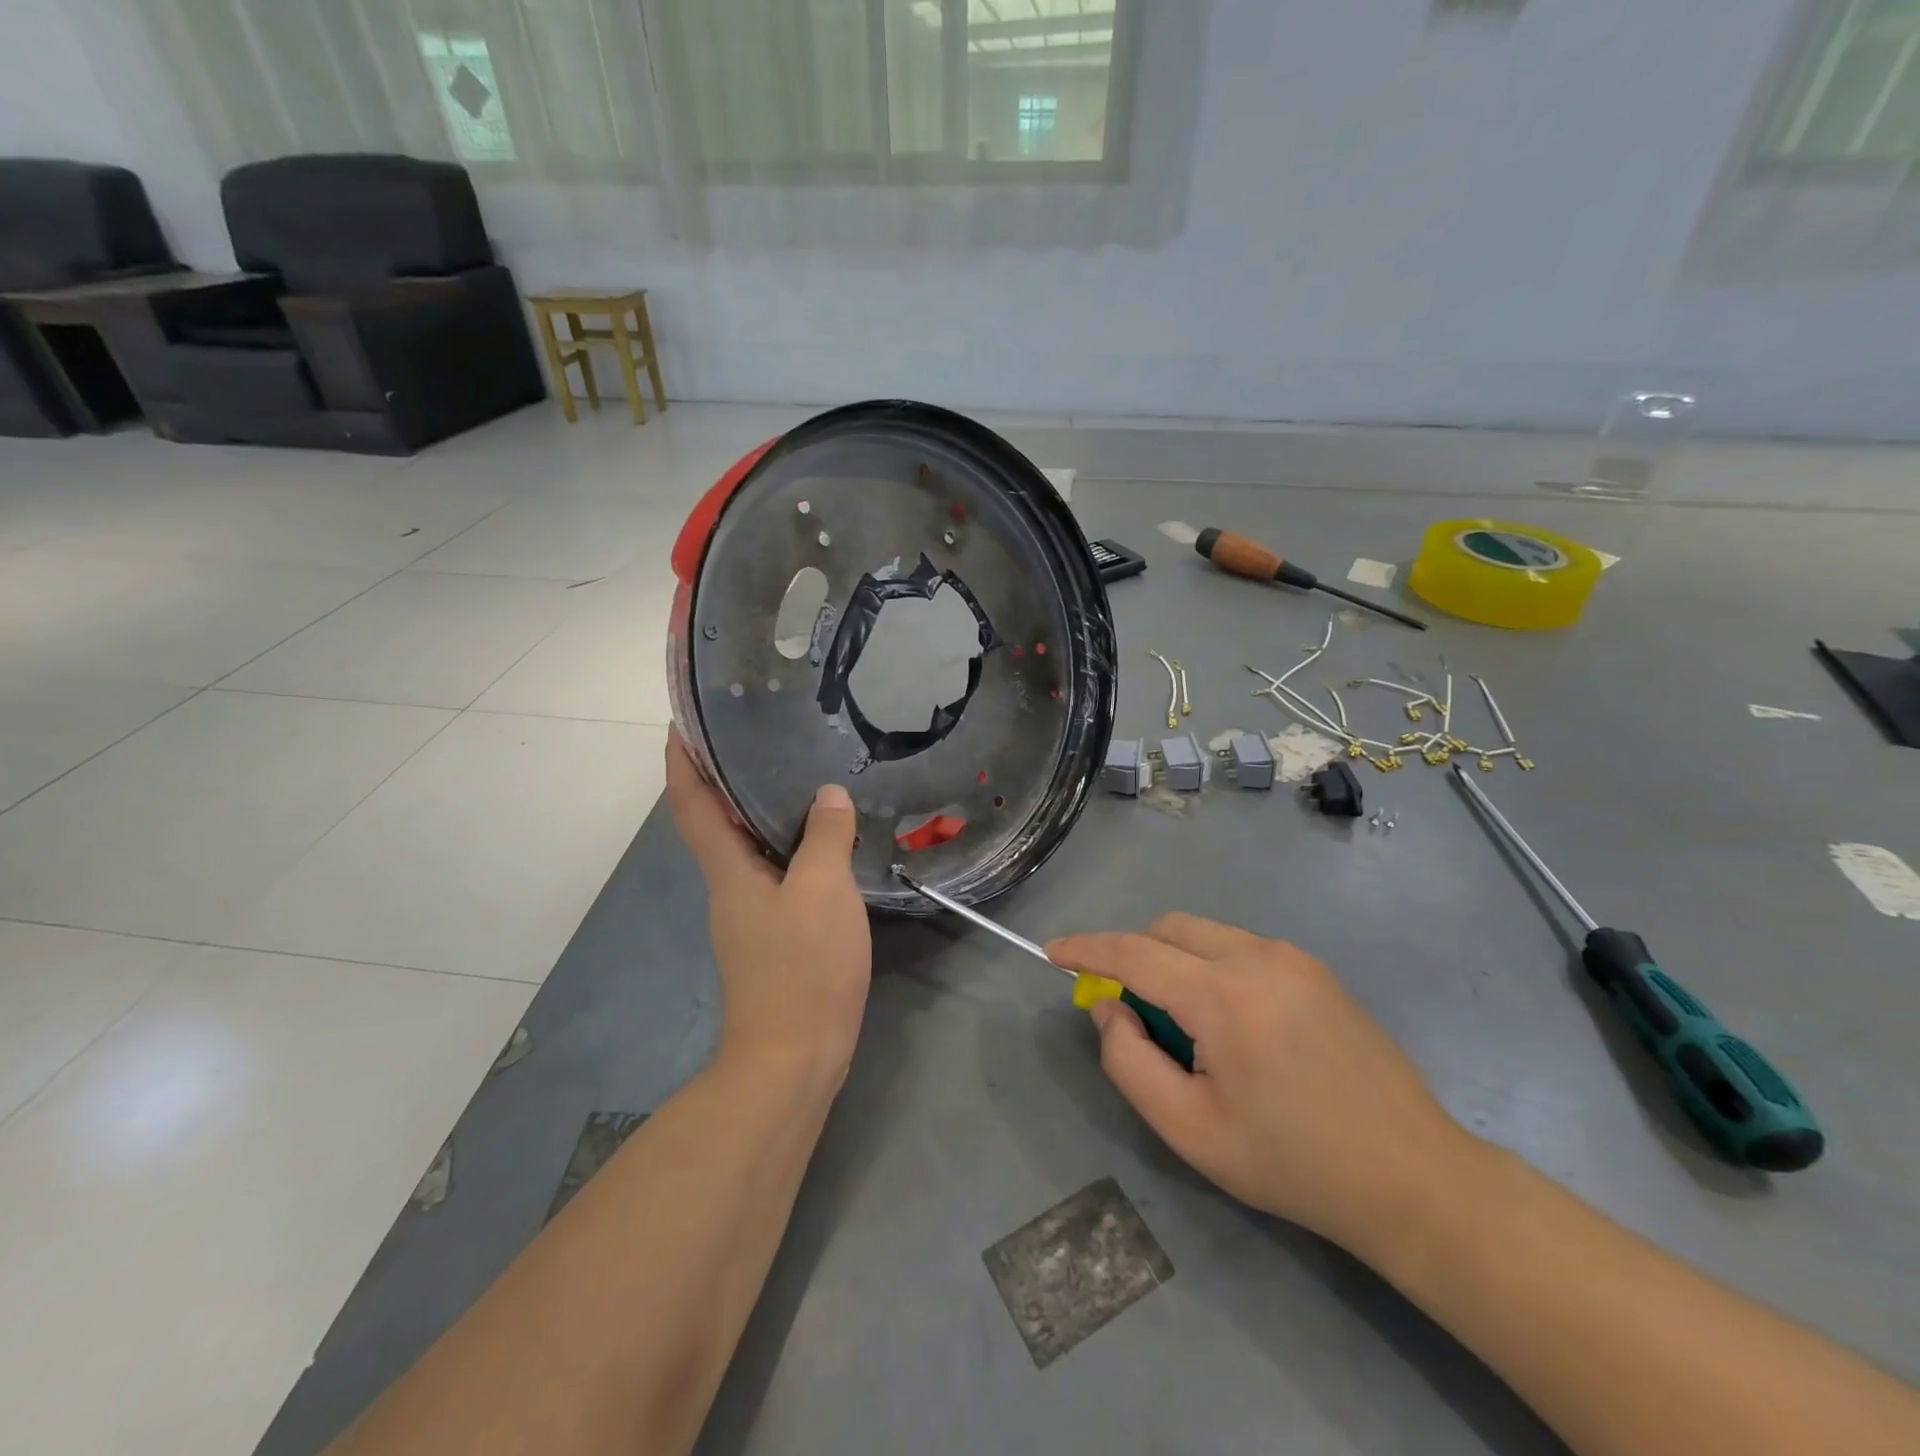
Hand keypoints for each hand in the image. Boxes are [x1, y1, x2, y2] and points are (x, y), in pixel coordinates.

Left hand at [665, 733, 871, 1082]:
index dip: (682, 764)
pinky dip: (787, 845)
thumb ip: (826, 838)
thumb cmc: (802, 967)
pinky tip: (820, 840)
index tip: (680, 725)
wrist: (795, 1057)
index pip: (694, 806)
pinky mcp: (773, 935)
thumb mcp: (823, 891)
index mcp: (728, 871)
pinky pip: (774, 873)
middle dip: (723, 779)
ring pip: (747, 848)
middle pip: (716, 823)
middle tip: (756, 737)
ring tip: (794, 776)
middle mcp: (730, 888)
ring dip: (758, 811)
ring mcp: (750, 915)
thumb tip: (828, 796)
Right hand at [1047, 915, 1475, 1251]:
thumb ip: (1128, 1061)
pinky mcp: (1316, 969)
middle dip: (1134, 955)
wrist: (1413, 1178)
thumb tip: (1109, 1007)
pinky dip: (1212, 967)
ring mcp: (1293, 958)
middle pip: (1168, 929)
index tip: (1052, 953)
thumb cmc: (1292, 1162)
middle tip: (1131, 1013)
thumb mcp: (1190, 1129)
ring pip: (1205, 934)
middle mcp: (1257, 957)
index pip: (1134, 951)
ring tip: (1189, 1030)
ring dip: (1175, 961)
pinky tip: (1234, 1026)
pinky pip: (1240, 948)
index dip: (1086, 949)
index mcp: (1223, 995)